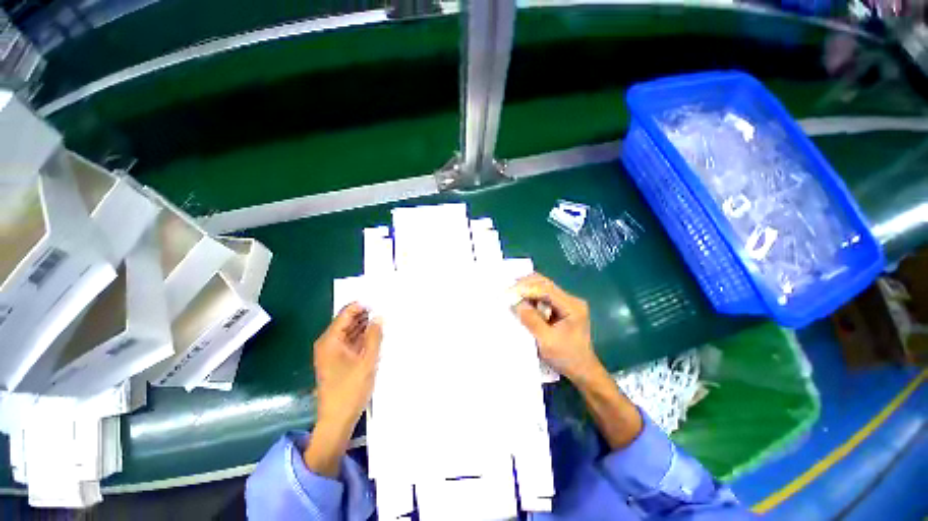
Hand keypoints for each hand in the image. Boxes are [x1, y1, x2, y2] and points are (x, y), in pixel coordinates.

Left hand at [305, 303, 381, 477]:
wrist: (336, 420)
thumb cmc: (350, 390)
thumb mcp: (367, 361)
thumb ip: (374, 336)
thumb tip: (379, 317)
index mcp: (330, 340)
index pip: (346, 313)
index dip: (362, 306)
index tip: (380, 302)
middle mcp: (328, 343)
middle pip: (347, 321)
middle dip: (365, 315)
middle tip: (385, 310)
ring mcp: (331, 352)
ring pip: (350, 331)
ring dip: (365, 326)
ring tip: (384, 321)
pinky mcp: (336, 360)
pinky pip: (350, 342)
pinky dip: (362, 337)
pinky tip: (376, 336)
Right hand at [511, 273, 602, 383]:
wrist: (582, 370)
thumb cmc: (566, 357)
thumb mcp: (546, 341)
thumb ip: (531, 320)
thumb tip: (515, 302)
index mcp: (572, 306)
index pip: (547, 290)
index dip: (527, 289)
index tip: (509, 293)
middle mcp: (571, 300)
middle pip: (545, 284)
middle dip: (525, 285)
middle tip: (508, 290)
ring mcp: (567, 303)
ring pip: (543, 287)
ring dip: (527, 289)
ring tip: (511, 293)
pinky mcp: (561, 307)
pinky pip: (543, 296)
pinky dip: (530, 296)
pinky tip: (520, 299)